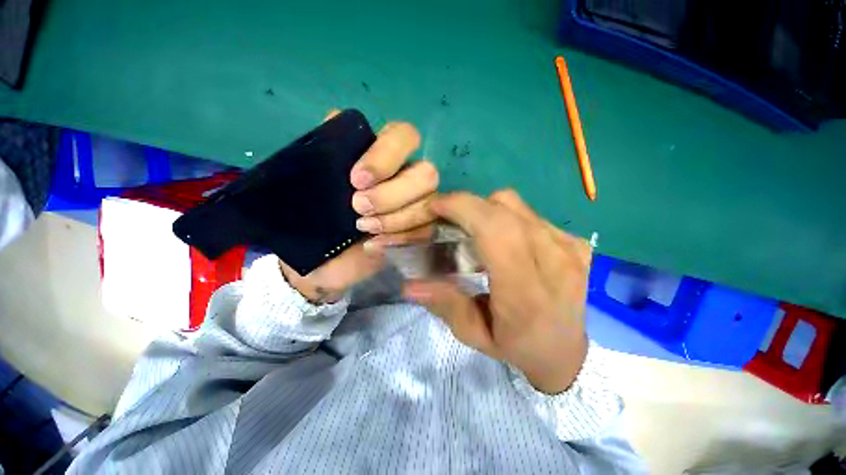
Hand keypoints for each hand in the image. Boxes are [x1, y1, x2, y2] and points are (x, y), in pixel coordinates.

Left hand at [280, 113, 438, 302]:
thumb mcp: (310, 184)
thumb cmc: (315, 220)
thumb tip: (334, 116)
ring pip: (431, 202)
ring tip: (364, 228)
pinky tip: (376, 244)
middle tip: (358, 208)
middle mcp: (406, 176)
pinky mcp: (421, 229)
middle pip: (427, 173)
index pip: (404, 136)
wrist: (325, 260)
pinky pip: (429, 229)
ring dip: (398, 218)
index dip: (387, 155)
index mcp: (381, 156)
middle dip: (393, 194)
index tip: (357, 180)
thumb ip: (322, 151)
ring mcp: (418, 204)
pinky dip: (404, 237)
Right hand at [402, 190, 590, 393]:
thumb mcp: (475, 335)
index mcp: (526, 291)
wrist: (566, 352)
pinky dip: (508, 218)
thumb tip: (411, 284)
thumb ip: (446, 305)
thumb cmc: (518, 347)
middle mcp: (554, 261)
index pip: (495, 230)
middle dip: (467, 204)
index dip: (462, 208)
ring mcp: (569, 248)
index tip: (435, 207)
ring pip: (516, 205)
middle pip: (504, 207)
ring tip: (475, 230)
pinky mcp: (576, 242)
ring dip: (486, 210)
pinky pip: (531, 215)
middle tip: (447, 217)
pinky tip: (505, 241)